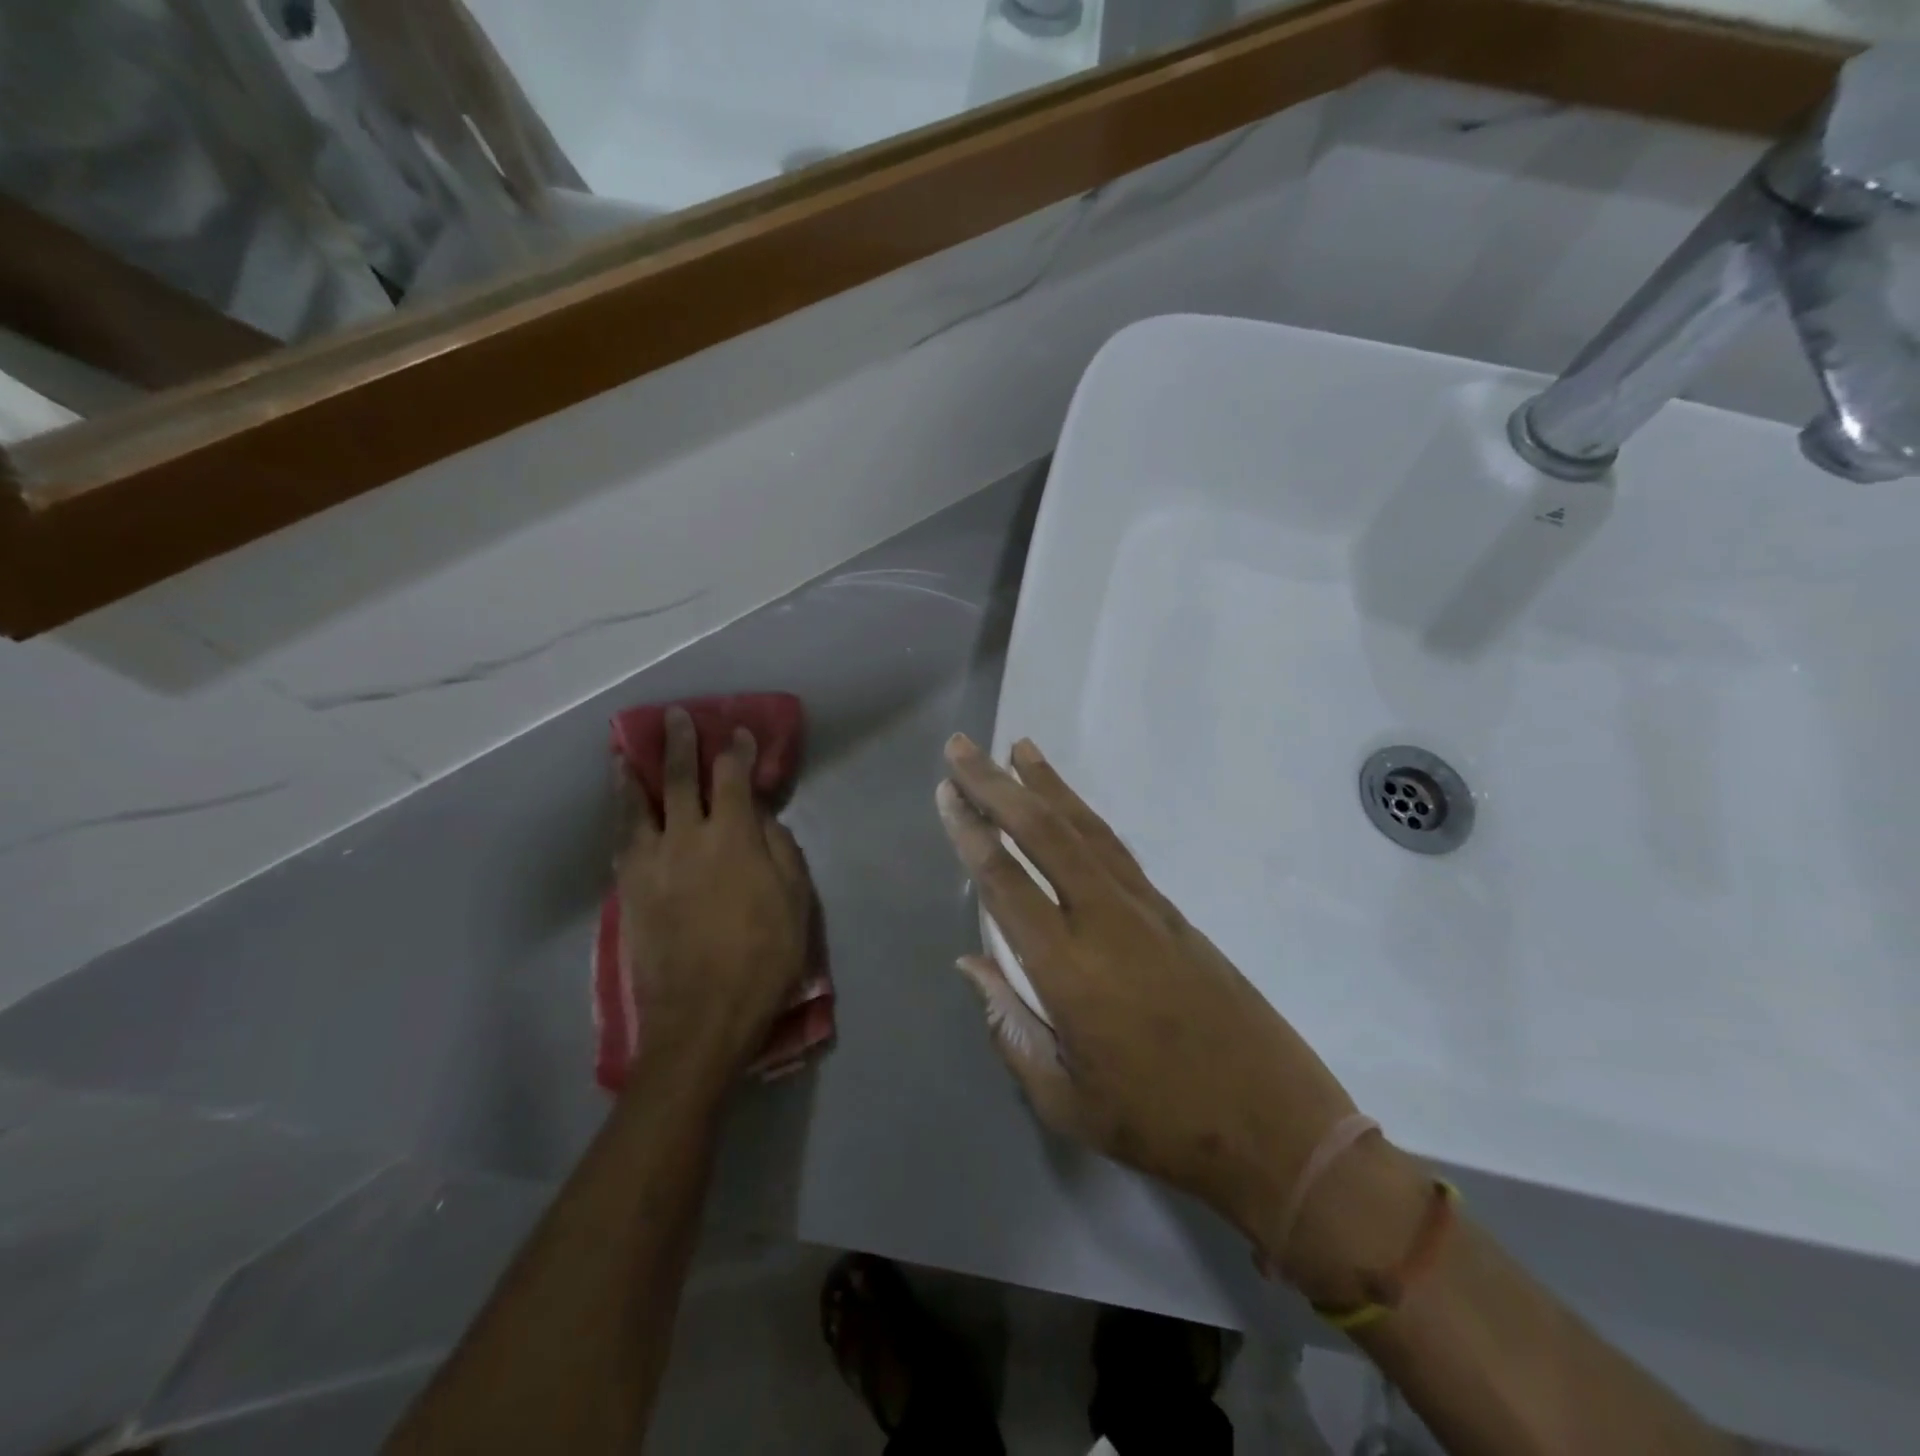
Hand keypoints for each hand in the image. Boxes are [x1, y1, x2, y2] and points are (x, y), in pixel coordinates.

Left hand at [616, 708, 813, 1079]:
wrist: (701, 1016)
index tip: (738, 732)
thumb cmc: (763, 958)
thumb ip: (781, 851)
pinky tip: (622, 813)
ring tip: (625, 755)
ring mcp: (650, 864)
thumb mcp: (795, 902)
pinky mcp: (628, 891)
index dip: (736, 751)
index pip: (732, 779)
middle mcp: (686, 838)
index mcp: (733, 838)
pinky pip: (622, 842)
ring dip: (635, 774)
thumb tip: (763, 820)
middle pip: (680, 778)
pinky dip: (622, 818)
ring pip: (638, 806)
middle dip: (680, 743)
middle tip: (675, 717)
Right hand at [936, 734, 1428, 1300]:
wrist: (1277, 1127)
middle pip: (1044, 833)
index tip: (945, 792)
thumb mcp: (1064, 1100)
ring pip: (1086, 829)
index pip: (1005, 882)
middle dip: (997, 785)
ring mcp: (1147, 910)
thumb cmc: (1160, 1126)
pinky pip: (1116, 849)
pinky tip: (1068, 806)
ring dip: (1047, 785)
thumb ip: (1009, 1026)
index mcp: (1069, 971)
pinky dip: (1084, 816)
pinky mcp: (1174, 912)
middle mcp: (1106, 922)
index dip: (970, 833)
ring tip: (1018, 749)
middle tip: (962, 747)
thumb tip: (969, 963)